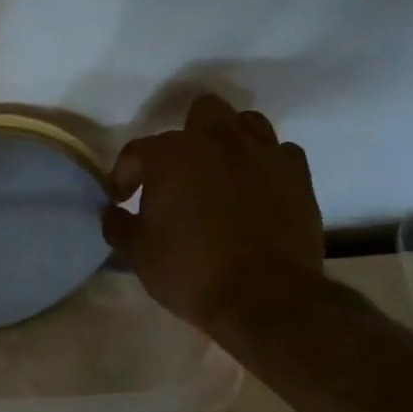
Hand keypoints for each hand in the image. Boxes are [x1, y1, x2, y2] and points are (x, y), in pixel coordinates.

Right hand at [101, 95, 323, 335]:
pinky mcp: (299, 176)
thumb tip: (113, 212)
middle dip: (188, 134)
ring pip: (247, 123)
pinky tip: (259, 188)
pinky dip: (268, 165)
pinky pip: (282, 153)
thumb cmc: (191, 271)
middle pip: (202, 111)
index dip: (125, 175)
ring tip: (222, 171)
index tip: (123, 200)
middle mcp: (217, 141)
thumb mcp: (137, 253)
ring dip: (231, 141)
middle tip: (180, 170)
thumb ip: (118, 225)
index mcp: (170, 155)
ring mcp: (263, 154)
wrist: (266, 300)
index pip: (136, 151)